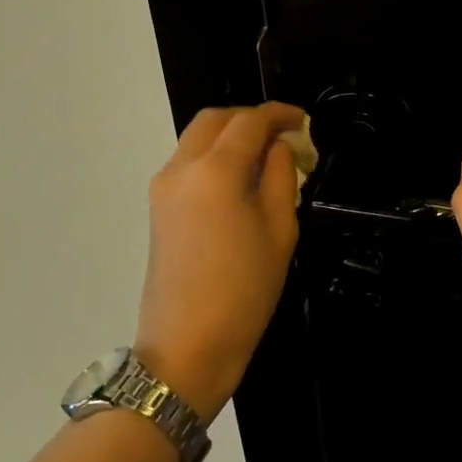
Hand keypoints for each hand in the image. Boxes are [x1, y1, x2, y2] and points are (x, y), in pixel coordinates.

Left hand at [136, 102, 304, 419]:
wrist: (187, 347)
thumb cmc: (244, 290)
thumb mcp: (279, 230)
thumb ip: (280, 176)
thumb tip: (279, 147)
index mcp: (215, 171)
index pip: (249, 122)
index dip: (279, 115)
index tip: (303, 121)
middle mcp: (181, 168)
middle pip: (215, 120)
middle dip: (250, 119)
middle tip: (283, 136)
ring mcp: (163, 187)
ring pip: (197, 138)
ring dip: (230, 136)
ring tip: (265, 157)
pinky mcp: (158, 208)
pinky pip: (188, 163)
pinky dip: (214, 156)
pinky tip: (240, 180)